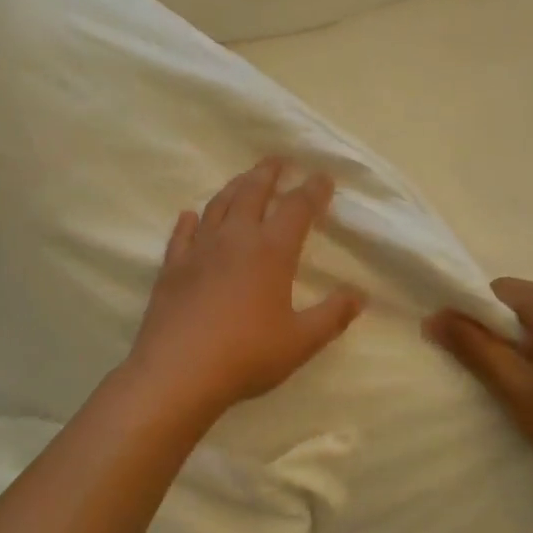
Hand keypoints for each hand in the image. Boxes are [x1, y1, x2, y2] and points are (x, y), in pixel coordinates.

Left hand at [125, 159, 363, 424]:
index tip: (322, 177)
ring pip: (218, 206)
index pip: (297, 208)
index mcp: (271, 251)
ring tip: (244, 179)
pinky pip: (182, 234)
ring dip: (234, 187)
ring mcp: (199, 250)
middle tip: (279, 160)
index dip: (313, 190)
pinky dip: (190, 221)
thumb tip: (360, 295)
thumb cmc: (247, 355)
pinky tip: (190, 216)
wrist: (178, 372)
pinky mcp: (172, 268)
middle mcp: (235, 239)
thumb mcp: (300, 341)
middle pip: (253, 193)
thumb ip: (333, 316)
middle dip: (269, 173)